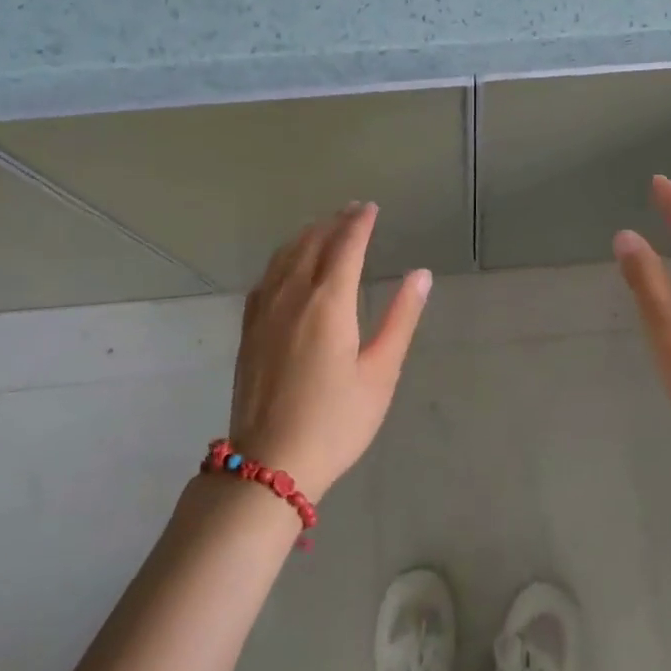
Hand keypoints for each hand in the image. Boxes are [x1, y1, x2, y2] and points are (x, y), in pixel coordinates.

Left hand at [227, 202, 431, 499]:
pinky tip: (287, 264)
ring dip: (307, 235)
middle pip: (313, 244)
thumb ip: (401, 318)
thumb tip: (421, 275)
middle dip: (334, 222)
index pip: (346, 247)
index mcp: (329, 303)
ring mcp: (265, 312)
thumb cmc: (336, 421)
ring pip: (285, 257)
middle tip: (353, 210)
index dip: (359, 223)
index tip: (371, 207)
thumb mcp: (380, 372)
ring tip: (324, 226)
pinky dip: (282, 258)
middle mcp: (293, 296)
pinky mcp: (249, 330)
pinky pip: (266, 278)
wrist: (270, 463)